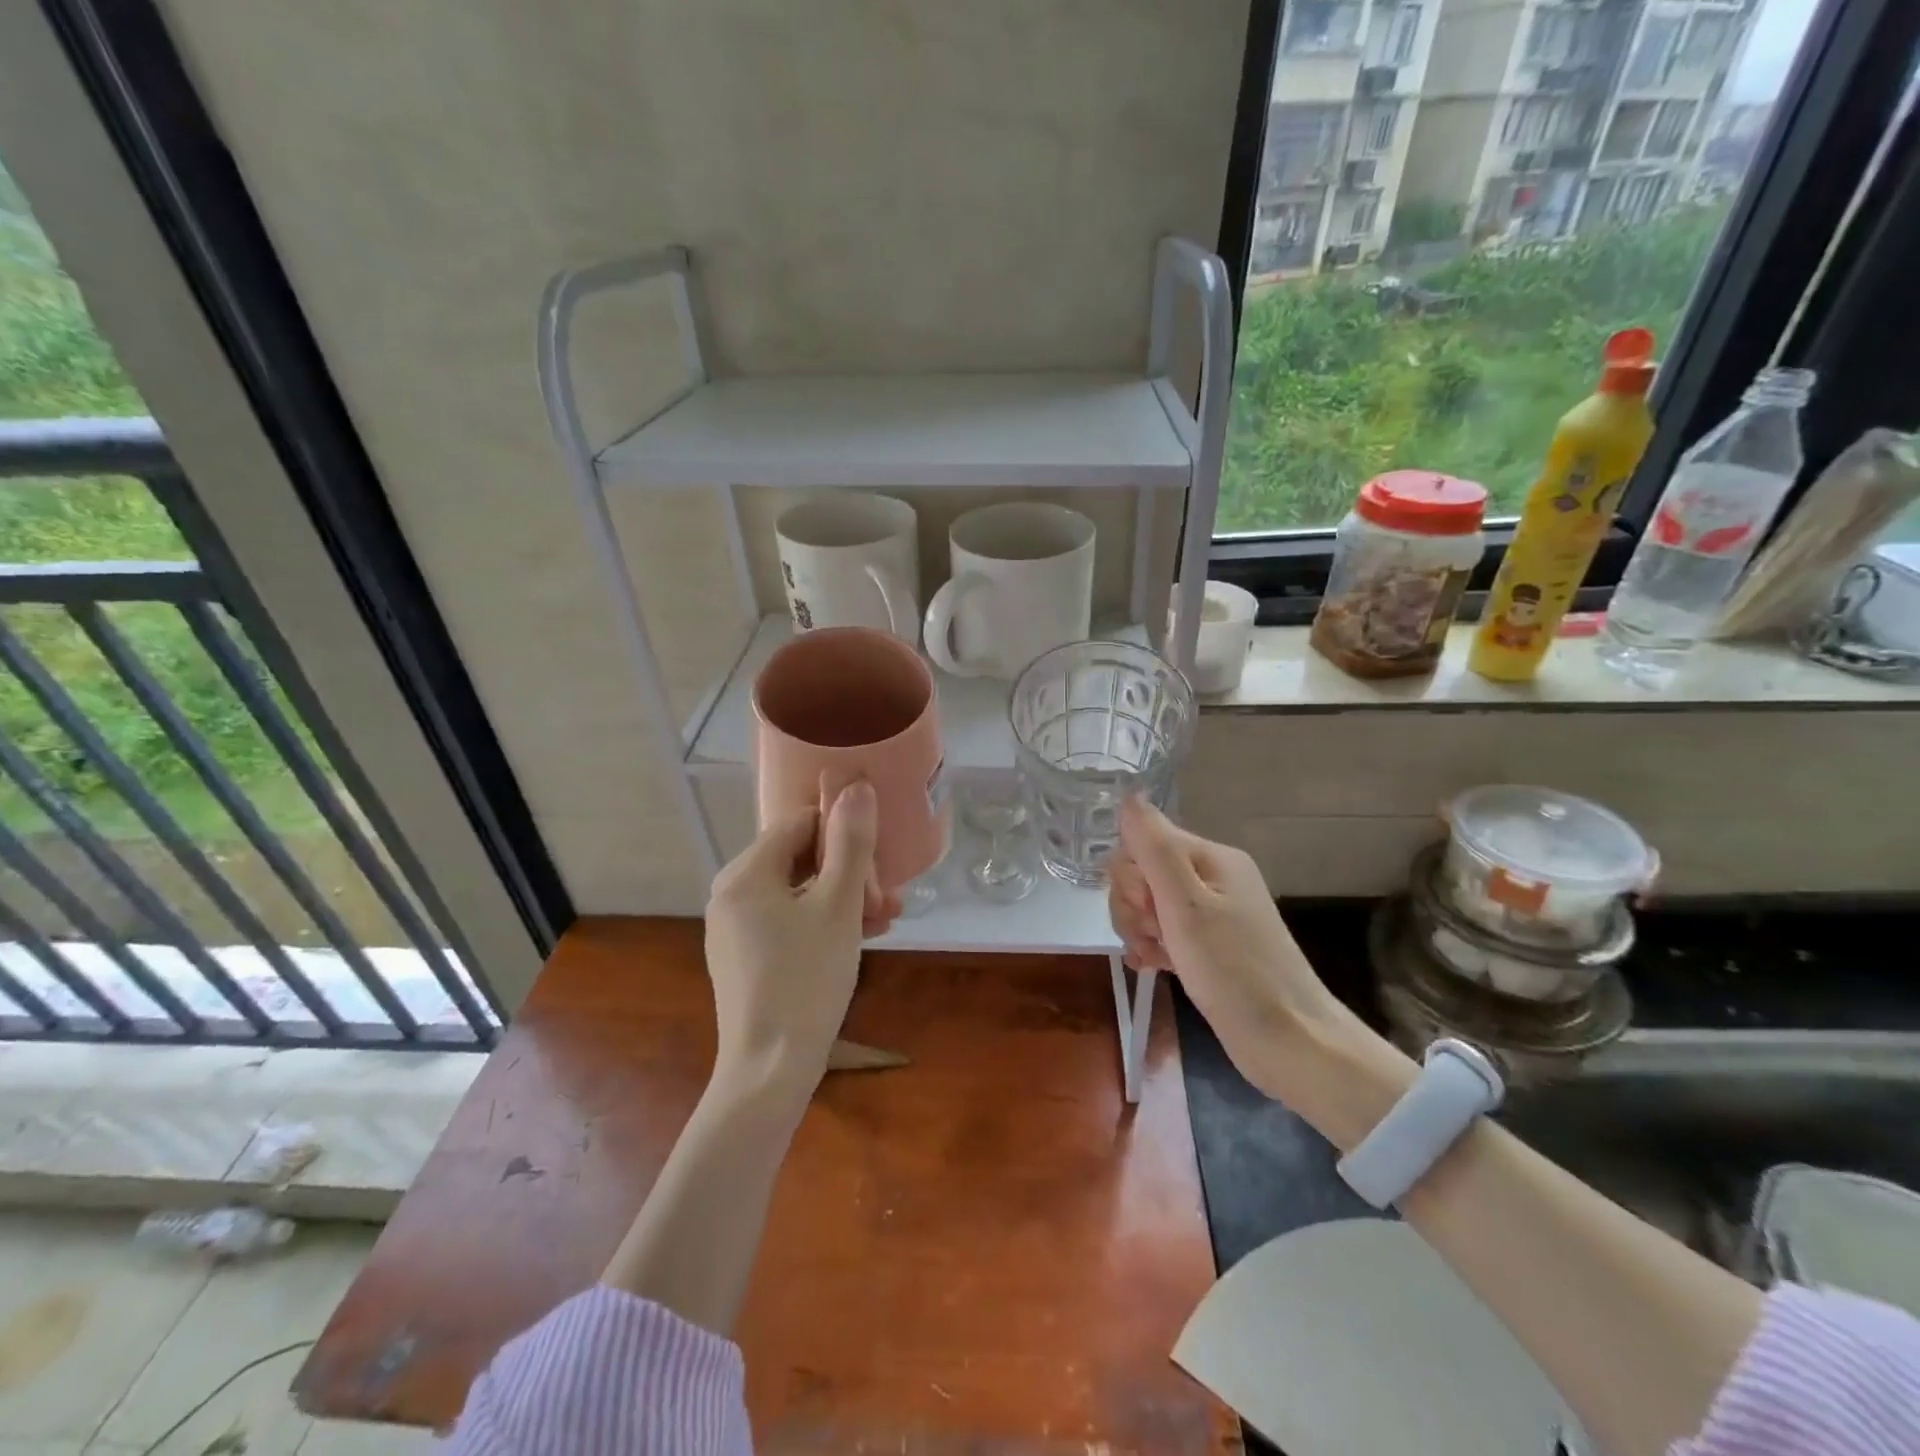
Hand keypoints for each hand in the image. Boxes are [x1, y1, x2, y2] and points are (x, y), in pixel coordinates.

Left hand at [704, 781, 900, 1097]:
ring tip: (886, 918)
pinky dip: (823, 922)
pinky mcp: (744, 957)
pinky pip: (787, 921)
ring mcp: (734, 928)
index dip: (843, 834)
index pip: (799, 823)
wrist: (769, 1071)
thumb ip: (850, 844)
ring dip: (844, 898)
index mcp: (746, 873)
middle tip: (888, 898)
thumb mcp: (838, 907)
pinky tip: (860, 938)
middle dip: (849, 872)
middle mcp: (731, 893)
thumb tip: (857, 787)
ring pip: (797, 892)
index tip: (877, 862)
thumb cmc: (806, 980)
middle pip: (799, 858)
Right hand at [1109, 797, 1345, 1098]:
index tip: (1147, 909)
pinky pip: (1164, 932)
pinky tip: (1150, 966)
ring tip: (1152, 957)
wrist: (1291, 1044)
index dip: (1131, 875)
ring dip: (1138, 929)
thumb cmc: (1235, 971)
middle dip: (1132, 905)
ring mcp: (1211, 914)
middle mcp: (1213, 878)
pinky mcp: (1208, 946)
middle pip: (1143, 873)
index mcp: (1211, 858)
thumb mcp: (1186, 906)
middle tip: (1152, 936)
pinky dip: (1151, 946)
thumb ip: (1154, 848)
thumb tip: (1129, 796)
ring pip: (1148, 905)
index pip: (1143, 842)